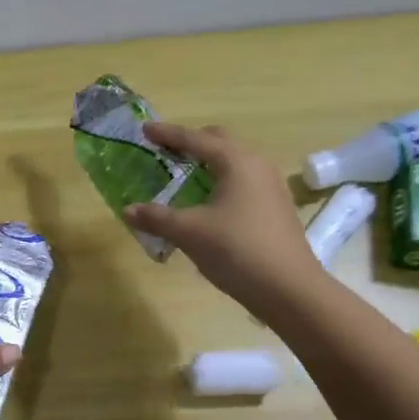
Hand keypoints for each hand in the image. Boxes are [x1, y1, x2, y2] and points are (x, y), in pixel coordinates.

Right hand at [123, 122, 320, 318]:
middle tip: (165, 151)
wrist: (290, 290)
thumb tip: (128, 210)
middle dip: (192, 142)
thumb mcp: (190, 233)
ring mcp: (271, 187)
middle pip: (220, 142)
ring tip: (184, 176)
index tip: (144, 129)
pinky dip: (220, 182)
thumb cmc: (237, 250)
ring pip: (233, 163)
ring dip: (207, 164)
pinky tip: (207, 203)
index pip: (195, 139)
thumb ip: (157, 217)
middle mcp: (256, 165)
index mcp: (236, 162)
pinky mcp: (275, 208)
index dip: (167, 134)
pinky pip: (242, 182)